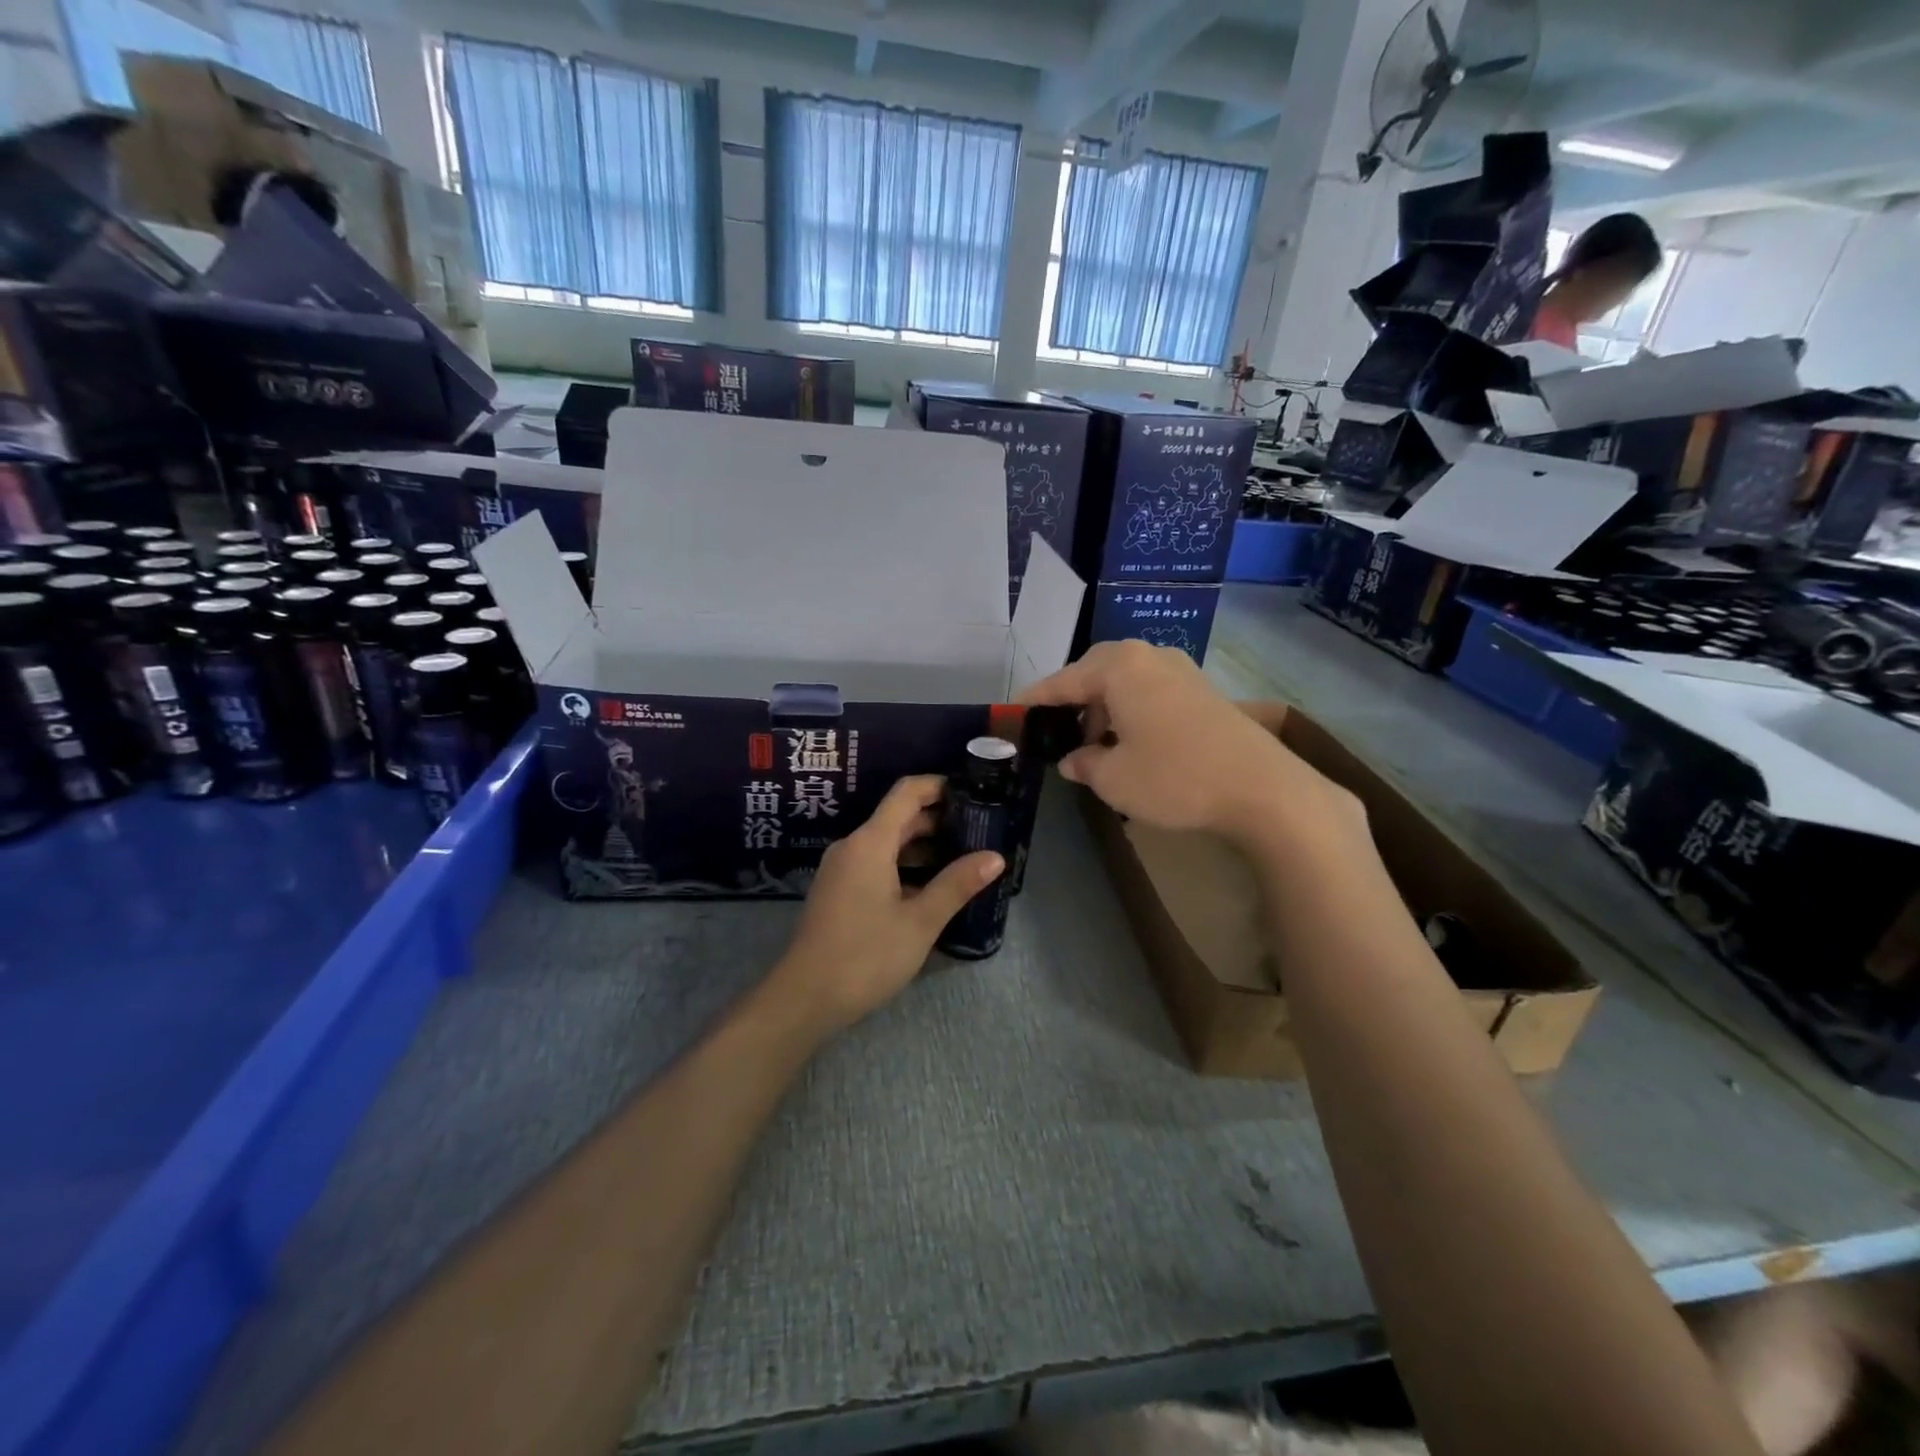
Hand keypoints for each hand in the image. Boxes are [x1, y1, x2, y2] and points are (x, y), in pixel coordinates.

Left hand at [772, 775, 1004, 1032]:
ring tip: (963, 858)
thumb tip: (995, 857)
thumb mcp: (920, 921)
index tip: (972, 792)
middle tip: (979, 830)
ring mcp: (842, 869)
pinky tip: (930, 887)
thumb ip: (957, 884)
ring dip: (922, 846)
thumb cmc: (865, 956)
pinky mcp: (838, 891)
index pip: (906, 793)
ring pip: (887, 843)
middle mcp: (852, 846)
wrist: (805, 998)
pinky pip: (875, 863)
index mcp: (870, 842)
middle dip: (938, 820)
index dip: (938, 786)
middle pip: (898, 817)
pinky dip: (904, 865)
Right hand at [1020, 641, 1356, 847]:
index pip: (1061, 681)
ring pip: (1124, 683)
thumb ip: (1083, 763)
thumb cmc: (1175, 777)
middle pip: (1094, 674)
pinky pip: (1149, 692)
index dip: (1034, 701)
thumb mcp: (1113, 779)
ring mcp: (1180, 670)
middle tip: (1056, 734)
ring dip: (1103, 710)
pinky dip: (1131, 712)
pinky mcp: (1202, 689)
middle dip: (1072, 703)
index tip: (1012, 714)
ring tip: (1094, 747)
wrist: (1262, 788)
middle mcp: (1148, 656)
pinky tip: (1131, 744)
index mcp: (1118, 667)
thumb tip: (1072, 759)